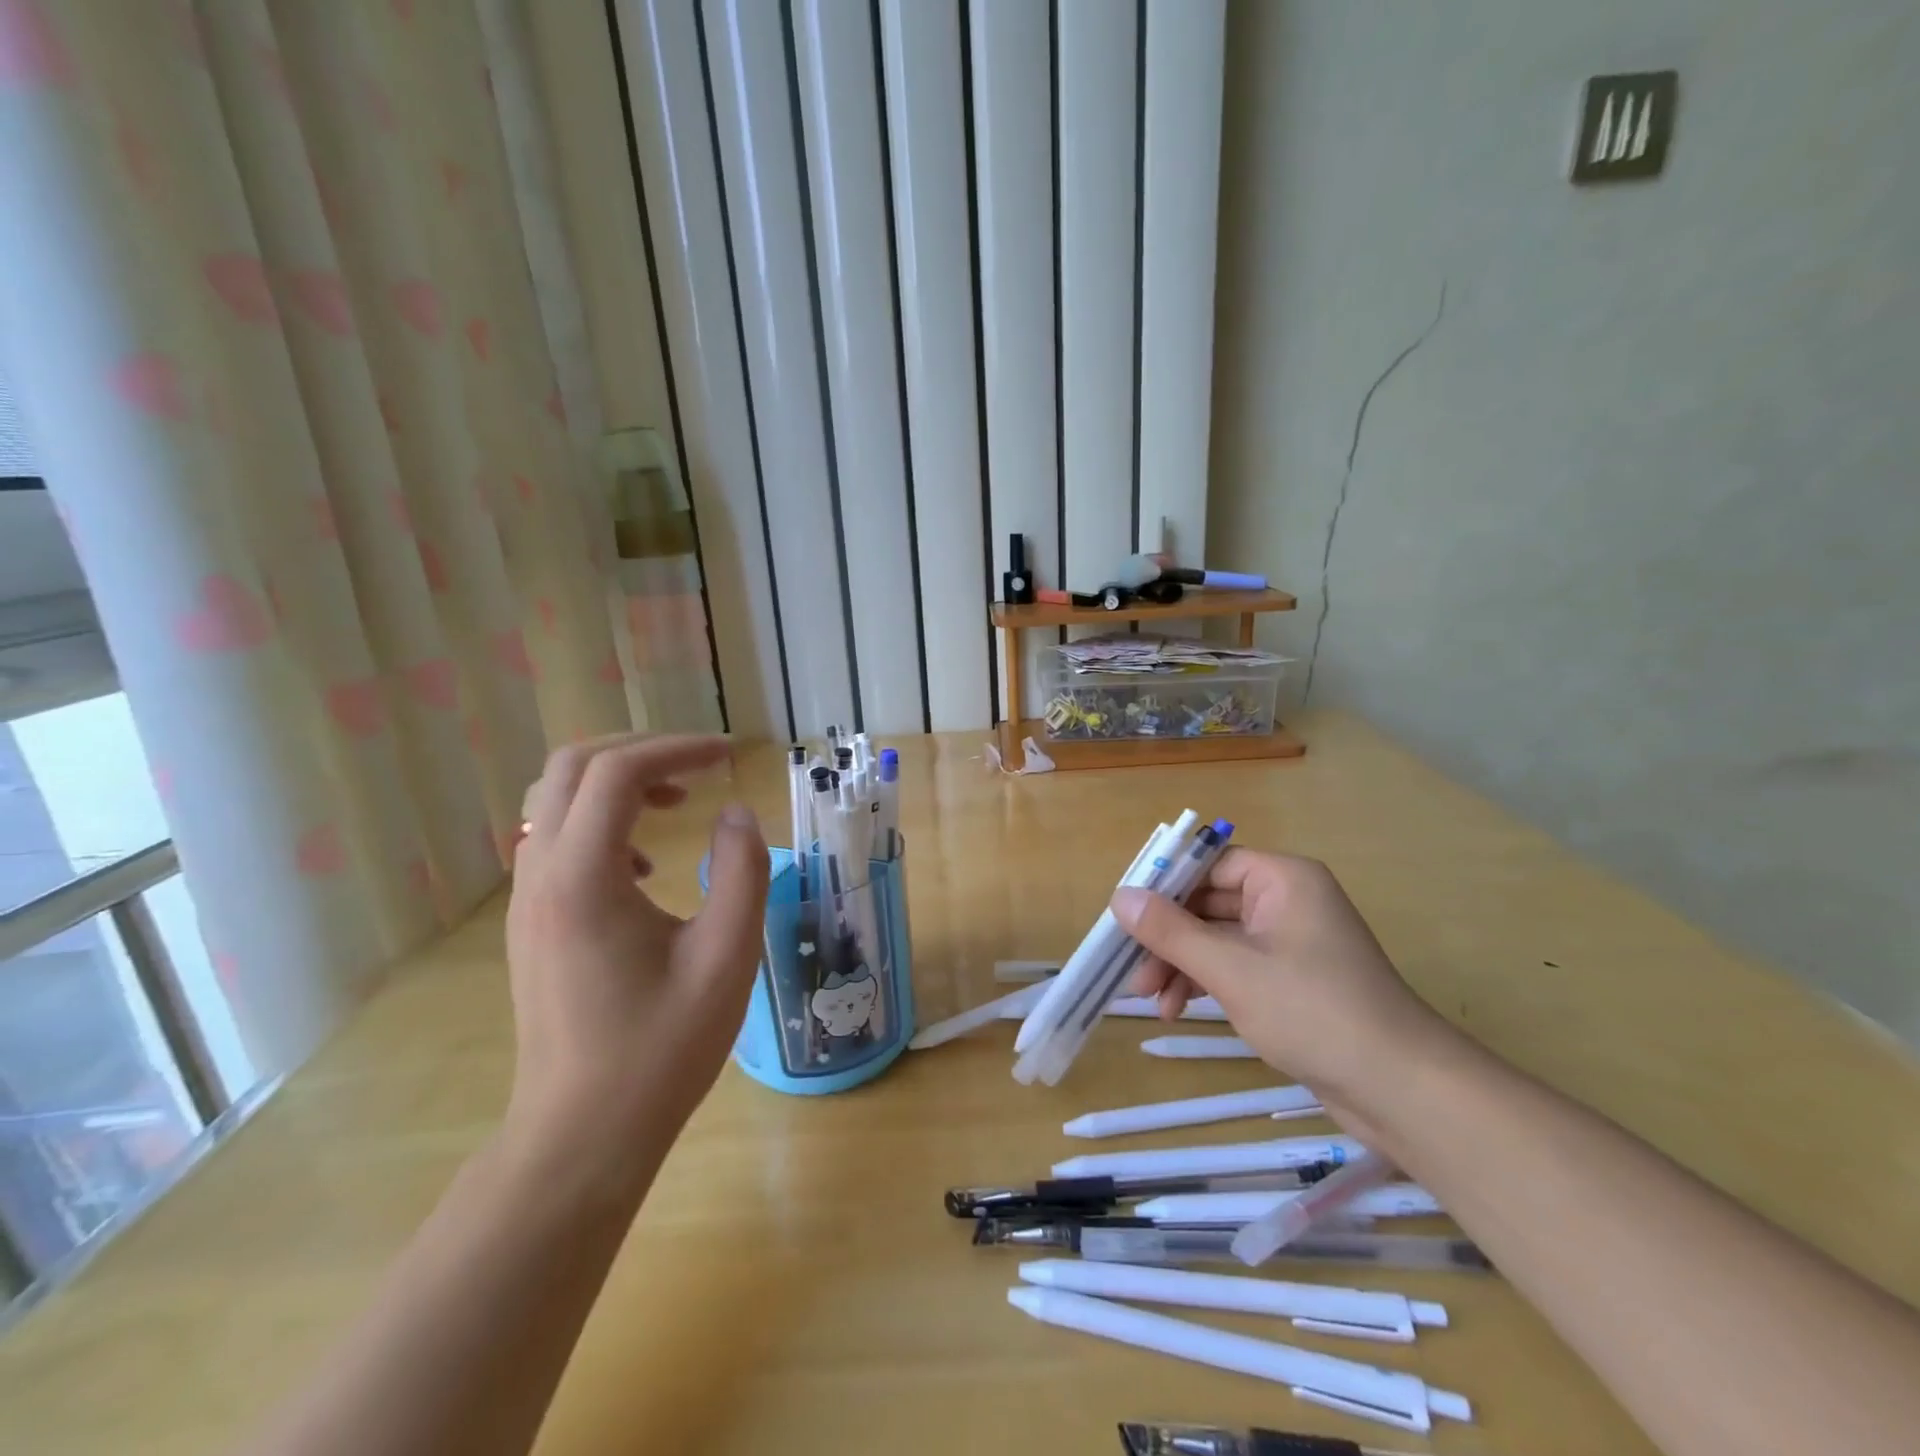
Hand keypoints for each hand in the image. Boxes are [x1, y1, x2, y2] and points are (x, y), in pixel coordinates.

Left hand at [504, 735, 768, 1157]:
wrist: (582, 1135)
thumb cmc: (661, 1049)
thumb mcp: (727, 957)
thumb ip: (742, 872)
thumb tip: (735, 814)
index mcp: (584, 877)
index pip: (619, 771)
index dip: (678, 748)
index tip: (731, 755)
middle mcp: (542, 874)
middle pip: (572, 767)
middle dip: (641, 750)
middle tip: (700, 765)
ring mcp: (527, 899)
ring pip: (553, 799)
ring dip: (617, 782)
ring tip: (677, 802)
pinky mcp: (530, 922)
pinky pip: (554, 838)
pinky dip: (601, 820)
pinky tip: (644, 864)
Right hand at [1115, 850, 1451, 1114]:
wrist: (1401, 1090)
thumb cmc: (1313, 1012)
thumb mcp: (1231, 969)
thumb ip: (1171, 931)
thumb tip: (1119, 896)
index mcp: (1282, 879)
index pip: (1208, 865)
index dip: (1163, 887)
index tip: (1124, 916)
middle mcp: (1287, 900)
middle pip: (1208, 903)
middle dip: (1168, 938)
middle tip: (1131, 972)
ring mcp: (1290, 941)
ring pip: (1217, 938)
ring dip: (1181, 965)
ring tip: (1152, 1003)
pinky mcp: (1292, 979)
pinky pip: (1235, 965)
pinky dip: (1205, 982)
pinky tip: (1178, 1009)